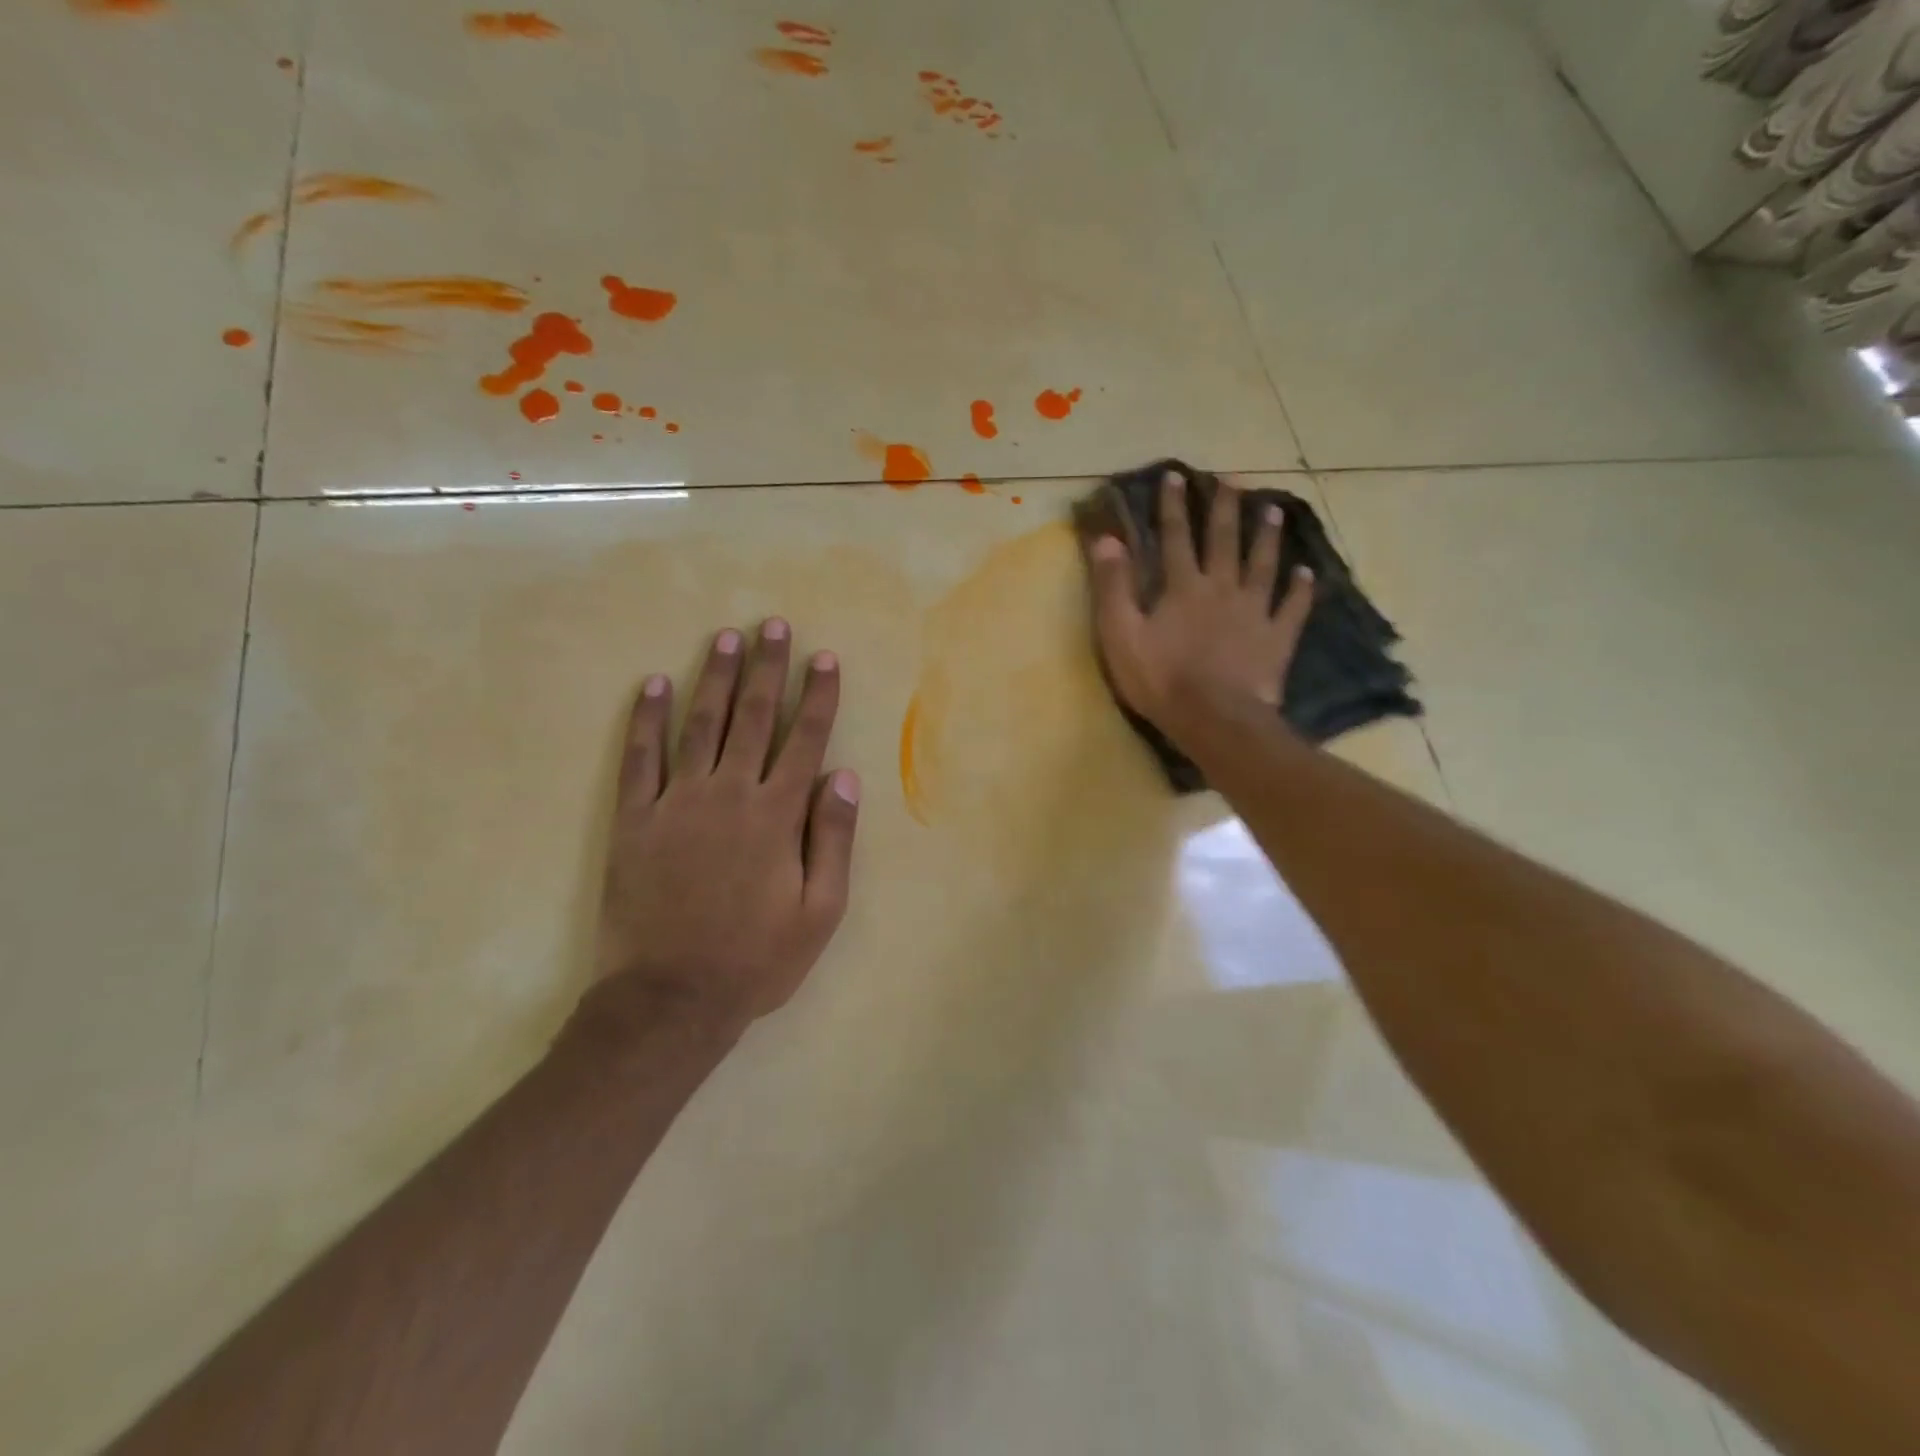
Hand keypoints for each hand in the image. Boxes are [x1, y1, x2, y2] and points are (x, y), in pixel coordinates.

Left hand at [578, 620, 859, 1050]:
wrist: (671, 999)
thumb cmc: (757, 959)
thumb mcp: (820, 910)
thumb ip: (833, 838)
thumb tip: (843, 775)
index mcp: (777, 815)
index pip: (805, 740)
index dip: (818, 697)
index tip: (824, 659)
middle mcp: (729, 794)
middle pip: (754, 718)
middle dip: (768, 669)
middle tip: (773, 627)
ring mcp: (677, 802)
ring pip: (701, 725)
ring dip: (715, 679)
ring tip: (726, 639)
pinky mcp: (634, 820)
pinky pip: (639, 759)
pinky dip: (646, 719)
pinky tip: (653, 684)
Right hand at [1086, 471, 1313, 749]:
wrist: (1215, 718)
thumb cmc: (1161, 679)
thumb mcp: (1121, 634)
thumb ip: (1114, 587)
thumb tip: (1107, 539)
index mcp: (1182, 587)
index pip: (1174, 537)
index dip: (1173, 506)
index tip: (1176, 476)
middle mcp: (1221, 588)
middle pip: (1224, 540)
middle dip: (1225, 508)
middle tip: (1233, 480)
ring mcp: (1254, 611)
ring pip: (1263, 564)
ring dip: (1267, 536)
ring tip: (1274, 510)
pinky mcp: (1276, 638)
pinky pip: (1292, 607)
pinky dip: (1300, 589)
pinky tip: (1307, 573)